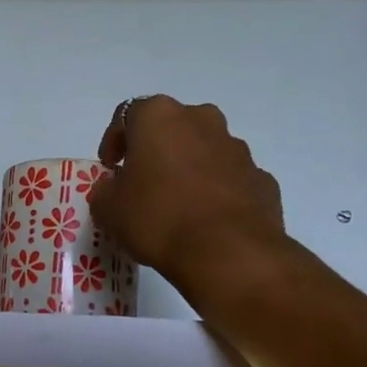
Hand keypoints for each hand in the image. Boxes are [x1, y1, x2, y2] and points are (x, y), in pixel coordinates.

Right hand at [87, 96, 286, 297]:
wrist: (228, 252)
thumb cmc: (158, 218)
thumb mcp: (109, 209)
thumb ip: (105, 191)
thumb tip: (114, 188)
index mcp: (160, 117)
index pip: (127, 115)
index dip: (114, 141)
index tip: (110, 168)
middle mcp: (202, 120)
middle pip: (171, 128)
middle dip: (156, 151)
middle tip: (142, 183)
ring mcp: (237, 148)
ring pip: (204, 151)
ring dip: (188, 169)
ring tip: (176, 206)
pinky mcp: (261, 178)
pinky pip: (229, 179)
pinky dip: (216, 192)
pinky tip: (206, 222)